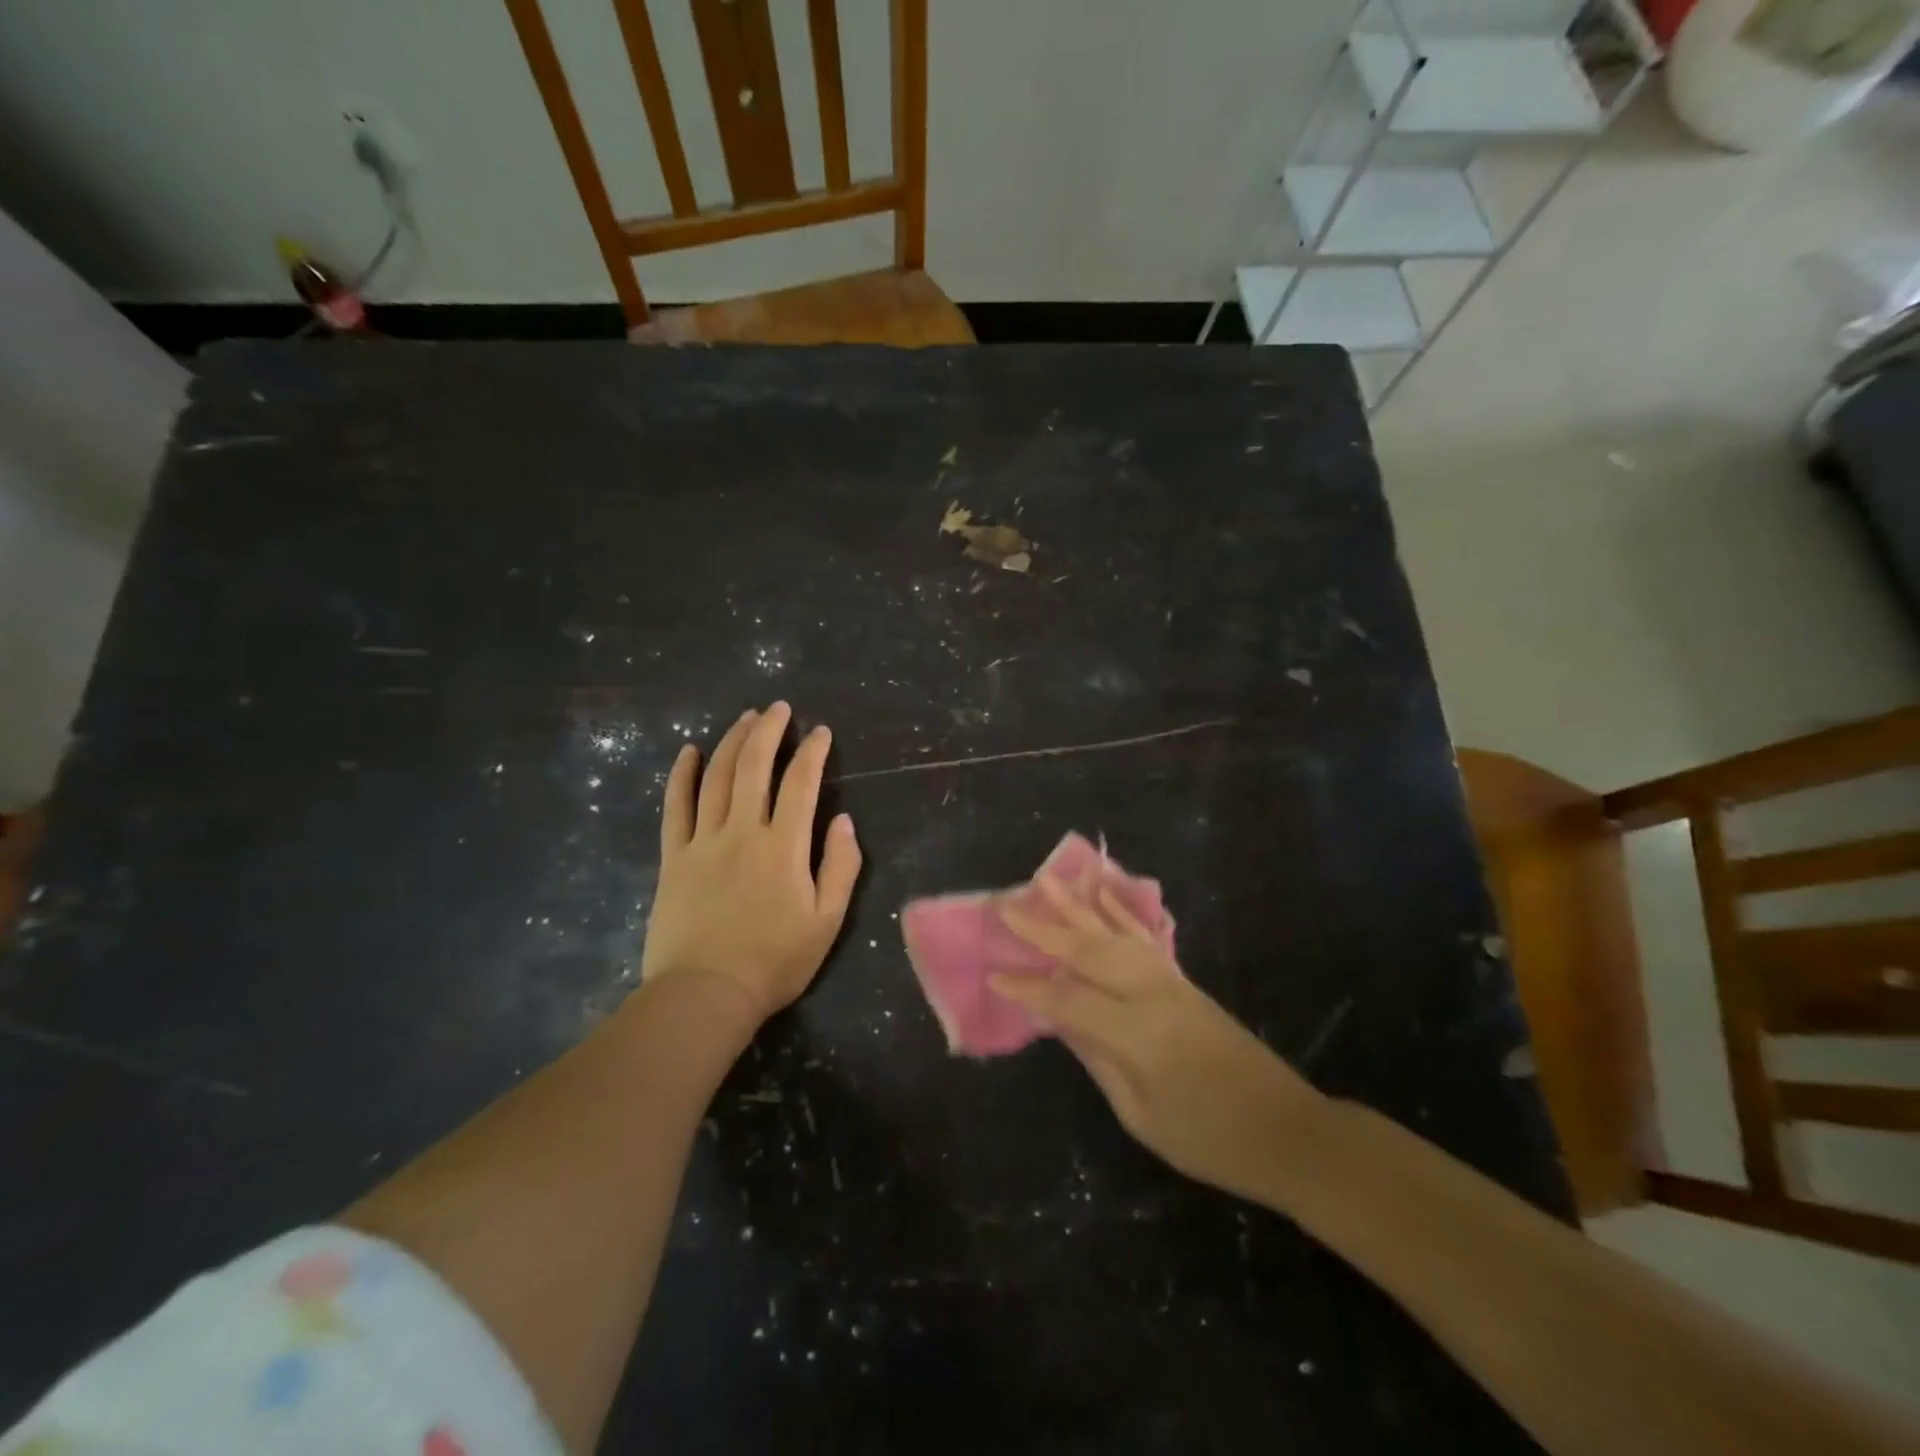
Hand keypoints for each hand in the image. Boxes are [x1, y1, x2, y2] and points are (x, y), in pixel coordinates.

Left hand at [641, 701, 861, 1023]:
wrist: (705, 993)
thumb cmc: (774, 961)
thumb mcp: (827, 921)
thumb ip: (841, 867)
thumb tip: (844, 820)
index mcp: (784, 846)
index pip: (801, 784)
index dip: (812, 752)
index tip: (820, 732)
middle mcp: (743, 831)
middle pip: (754, 767)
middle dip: (768, 731)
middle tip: (778, 708)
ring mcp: (703, 841)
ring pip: (716, 777)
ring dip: (731, 742)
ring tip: (744, 718)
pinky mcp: (674, 857)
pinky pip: (675, 806)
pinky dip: (682, 775)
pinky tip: (689, 752)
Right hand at [993, 875, 1324, 1204]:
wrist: (1288, 1132)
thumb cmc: (1210, 1140)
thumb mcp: (1143, 1116)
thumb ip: (1099, 1060)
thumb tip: (1060, 1021)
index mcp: (1138, 1035)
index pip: (1069, 1001)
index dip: (1028, 989)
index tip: (992, 974)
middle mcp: (1152, 995)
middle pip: (1088, 952)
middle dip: (1043, 928)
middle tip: (1004, 905)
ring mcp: (1171, 982)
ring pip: (1114, 933)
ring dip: (1077, 905)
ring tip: (1045, 881)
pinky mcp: (1184, 980)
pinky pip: (1145, 937)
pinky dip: (1121, 911)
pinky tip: (1103, 892)